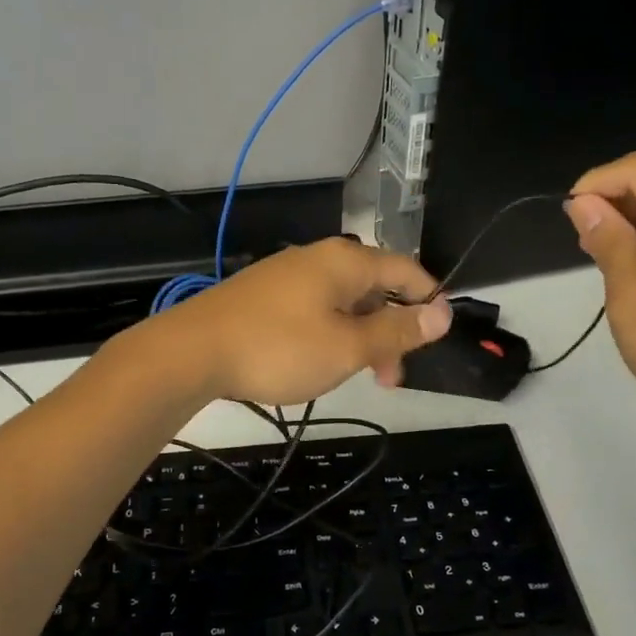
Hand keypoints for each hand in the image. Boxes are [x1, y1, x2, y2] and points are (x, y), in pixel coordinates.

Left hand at [149, 238, 452, 405]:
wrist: (192, 351)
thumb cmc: (279, 348)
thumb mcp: (348, 347)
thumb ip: (397, 331)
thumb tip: (443, 312)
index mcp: (346, 262)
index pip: (407, 269)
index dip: (429, 300)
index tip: (438, 336)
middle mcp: (318, 258)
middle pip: (374, 287)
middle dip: (391, 329)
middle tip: (391, 377)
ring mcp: (287, 274)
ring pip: (343, 302)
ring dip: (361, 336)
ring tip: (356, 375)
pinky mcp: (264, 295)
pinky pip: (314, 309)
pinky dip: (331, 333)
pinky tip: (318, 361)